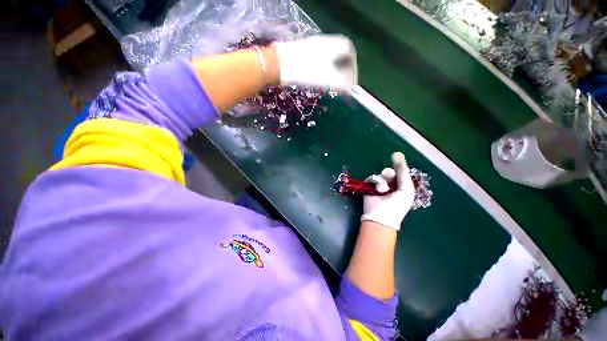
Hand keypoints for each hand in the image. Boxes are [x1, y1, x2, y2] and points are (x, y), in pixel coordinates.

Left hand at [274, 34, 356, 91]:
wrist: (280, 64)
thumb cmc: (308, 70)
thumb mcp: (330, 79)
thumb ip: (343, 84)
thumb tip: (351, 89)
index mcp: (337, 44)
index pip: (351, 57)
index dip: (353, 72)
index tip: (350, 86)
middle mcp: (328, 42)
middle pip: (341, 58)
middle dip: (343, 74)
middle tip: (341, 88)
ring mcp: (315, 46)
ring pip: (330, 60)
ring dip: (333, 74)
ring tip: (331, 87)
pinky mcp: (305, 52)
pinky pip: (320, 62)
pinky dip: (323, 72)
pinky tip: (319, 81)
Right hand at [361, 152, 414, 230]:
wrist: (380, 216)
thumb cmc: (397, 205)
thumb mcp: (406, 188)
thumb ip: (403, 172)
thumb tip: (397, 153)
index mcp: (402, 186)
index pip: (401, 172)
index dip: (399, 165)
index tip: (396, 155)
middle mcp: (391, 185)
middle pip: (390, 172)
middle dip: (389, 173)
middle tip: (389, 176)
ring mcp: (380, 186)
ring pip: (380, 175)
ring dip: (382, 180)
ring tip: (382, 189)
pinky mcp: (370, 187)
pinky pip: (372, 178)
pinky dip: (374, 181)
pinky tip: (376, 188)